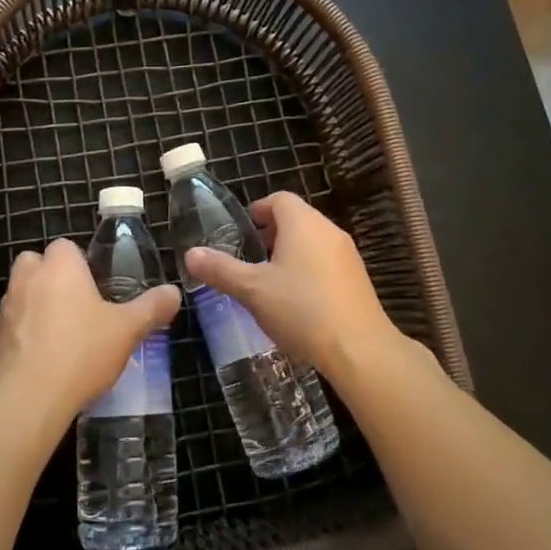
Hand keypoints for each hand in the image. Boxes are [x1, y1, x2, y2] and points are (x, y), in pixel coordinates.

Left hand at [0, 238, 180, 429]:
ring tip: (64, 336)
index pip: (65, 246)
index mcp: (60, 266)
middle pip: (36, 264)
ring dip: (37, 306)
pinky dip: (25, 335)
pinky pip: (13, 326)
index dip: (80, 262)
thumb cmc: (81, 352)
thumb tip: (174, 292)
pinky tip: (46, 360)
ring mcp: (6, 309)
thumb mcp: (127, 330)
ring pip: (22, 294)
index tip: (96, 286)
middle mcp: (28, 279)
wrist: (28, 400)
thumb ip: (151, 308)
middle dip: (52, 278)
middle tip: (78, 306)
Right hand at [183, 192, 402, 381]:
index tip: (242, 229)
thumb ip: (221, 269)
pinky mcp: (358, 279)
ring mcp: (347, 255)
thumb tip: (191, 254)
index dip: (258, 210)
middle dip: (272, 233)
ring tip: (269, 280)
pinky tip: (297, 300)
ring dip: (291, 252)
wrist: (359, 349)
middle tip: (250, 255)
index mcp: (302, 223)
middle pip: (297, 218)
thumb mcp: (252, 290)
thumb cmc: (301, 309)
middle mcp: (328, 230)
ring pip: (313, 241)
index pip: (279, 200)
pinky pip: (327, 262)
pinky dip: (309, 269)